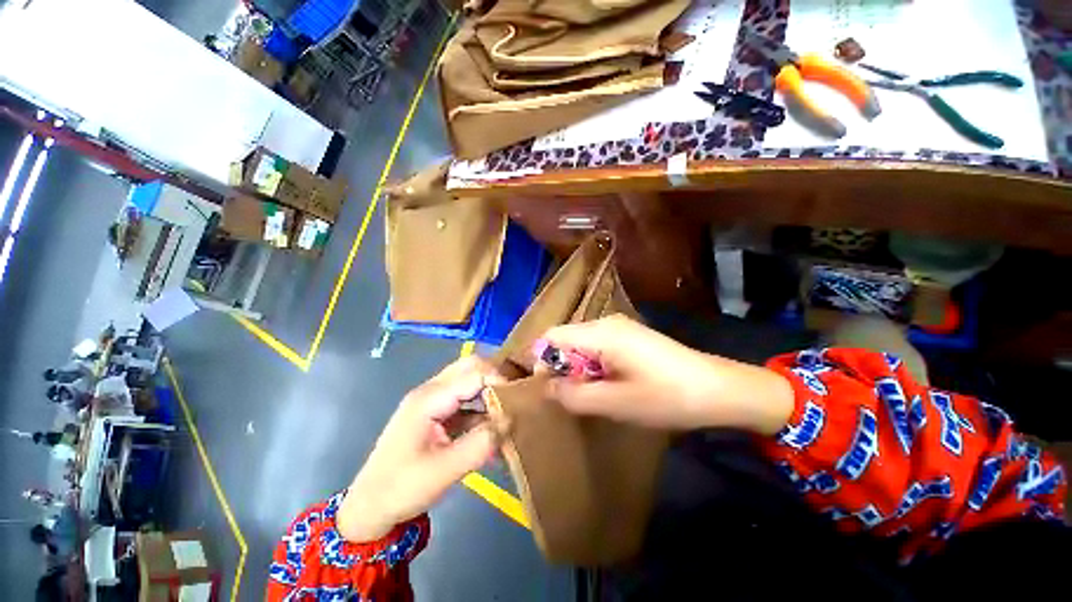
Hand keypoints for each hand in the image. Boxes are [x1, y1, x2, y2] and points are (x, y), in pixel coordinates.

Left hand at [338, 357, 502, 541]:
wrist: (369, 508)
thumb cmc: (401, 489)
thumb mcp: (444, 471)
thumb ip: (481, 444)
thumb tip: (511, 421)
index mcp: (429, 399)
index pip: (474, 373)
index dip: (500, 381)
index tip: (522, 398)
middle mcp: (431, 390)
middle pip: (470, 366)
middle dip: (496, 376)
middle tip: (516, 396)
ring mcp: (432, 400)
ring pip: (468, 379)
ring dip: (489, 390)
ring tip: (509, 408)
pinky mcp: (436, 412)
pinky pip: (464, 398)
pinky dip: (481, 405)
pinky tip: (492, 425)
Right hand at [539, 315, 793, 434]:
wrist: (718, 389)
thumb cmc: (666, 396)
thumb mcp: (615, 403)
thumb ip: (574, 395)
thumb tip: (546, 387)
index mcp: (600, 333)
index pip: (552, 336)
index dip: (541, 360)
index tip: (547, 388)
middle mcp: (606, 323)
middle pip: (566, 339)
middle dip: (562, 367)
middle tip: (573, 397)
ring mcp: (620, 328)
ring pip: (582, 344)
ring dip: (579, 369)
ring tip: (594, 394)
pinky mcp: (630, 337)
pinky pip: (598, 347)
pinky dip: (594, 366)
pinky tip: (610, 385)